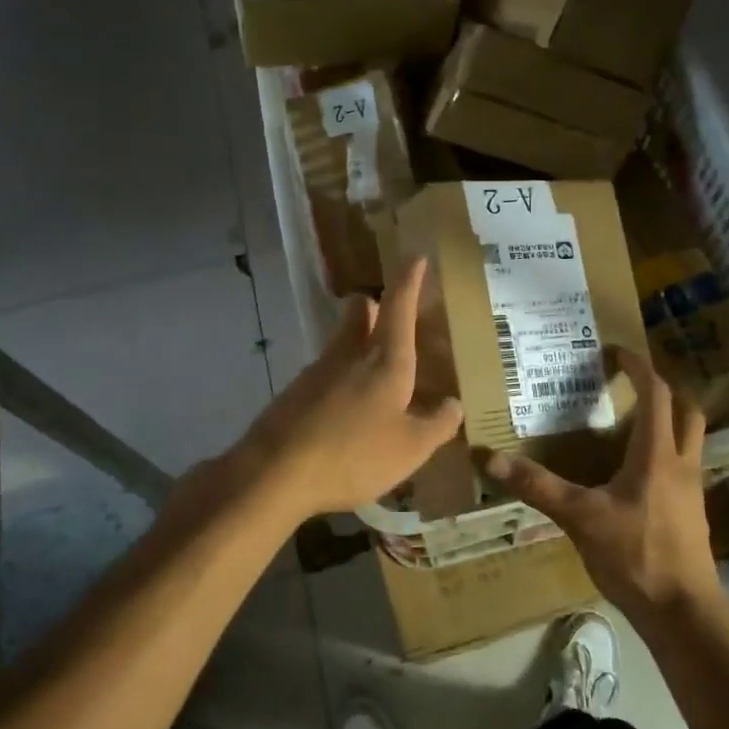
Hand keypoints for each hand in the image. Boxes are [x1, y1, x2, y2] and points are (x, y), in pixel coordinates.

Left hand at [234, 257, 463, 520]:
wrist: (274, 473)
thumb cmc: (354, 454)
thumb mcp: (410, 449)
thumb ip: (437, 425)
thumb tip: (454, 405)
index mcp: (385, 360)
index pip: (399, 306)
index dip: (409, 279)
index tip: (417, 255)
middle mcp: (349, 355)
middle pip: (359, 313)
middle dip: (374, 306)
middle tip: (388, 316)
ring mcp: (316, 372)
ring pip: (340, 342)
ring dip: (356, 345)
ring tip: (375, 375)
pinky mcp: (294, 394)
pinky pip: (325, 373)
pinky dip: (340, 379)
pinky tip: (346, 411)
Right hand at [486, 349, 722, 622]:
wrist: (684, 614)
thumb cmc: (635, 556)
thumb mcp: (579, 517)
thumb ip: (537, 486)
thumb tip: (492, 458)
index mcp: (657, 453)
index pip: (656, 393)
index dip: (637, 366)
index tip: (613, 351)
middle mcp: (681, 463)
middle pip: (686, 410)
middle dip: (663, 390)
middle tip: (630, 385)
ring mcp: (691, 490)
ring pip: (688, 439)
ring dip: (667, 422)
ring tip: (629, 423)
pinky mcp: (691, 513)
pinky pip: (681, 467)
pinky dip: (663, 454)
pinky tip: (634, 474)